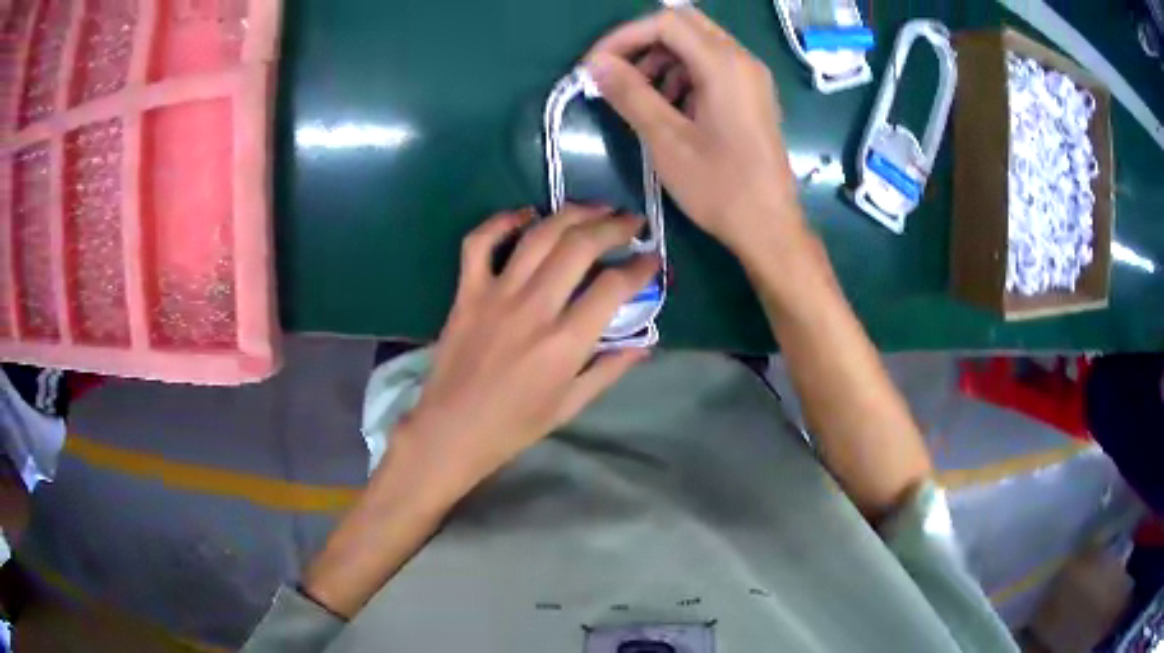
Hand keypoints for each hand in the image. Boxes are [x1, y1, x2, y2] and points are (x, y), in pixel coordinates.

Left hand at [403, 205, 658, 494]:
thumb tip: (644, 342)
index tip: (653, 260)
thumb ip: (609, 369)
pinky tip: (526, 214)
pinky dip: (502, 221)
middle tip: (631, 223)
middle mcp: (534, 308)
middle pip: (580, 247)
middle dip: (613, 226)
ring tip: (595, 209)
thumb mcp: (571, 405)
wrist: (451, 430)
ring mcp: (496, 294)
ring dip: (572, 214)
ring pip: (539, 236)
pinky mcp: (467, 292)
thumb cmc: (514, 426)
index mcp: (564, 343)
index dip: (640, 268)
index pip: (613, 287)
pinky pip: (480, 243)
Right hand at [585, 8, 803, 254]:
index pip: (665, 22)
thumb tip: (595, 64)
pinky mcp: (752, 95)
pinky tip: (670, 108)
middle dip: (643, 44)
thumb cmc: (720, 187)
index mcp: (725, 64)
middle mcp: (743, 60)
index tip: (596, 66)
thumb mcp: (666, 140)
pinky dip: (683, 76)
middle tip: (617, 75)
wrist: (770, 228)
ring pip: (697, 45)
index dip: (623, 36)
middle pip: (684, 26)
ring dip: (662, 61)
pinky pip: (712, 67)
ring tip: (640, 97)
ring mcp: (751, 77)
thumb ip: (629, 94)